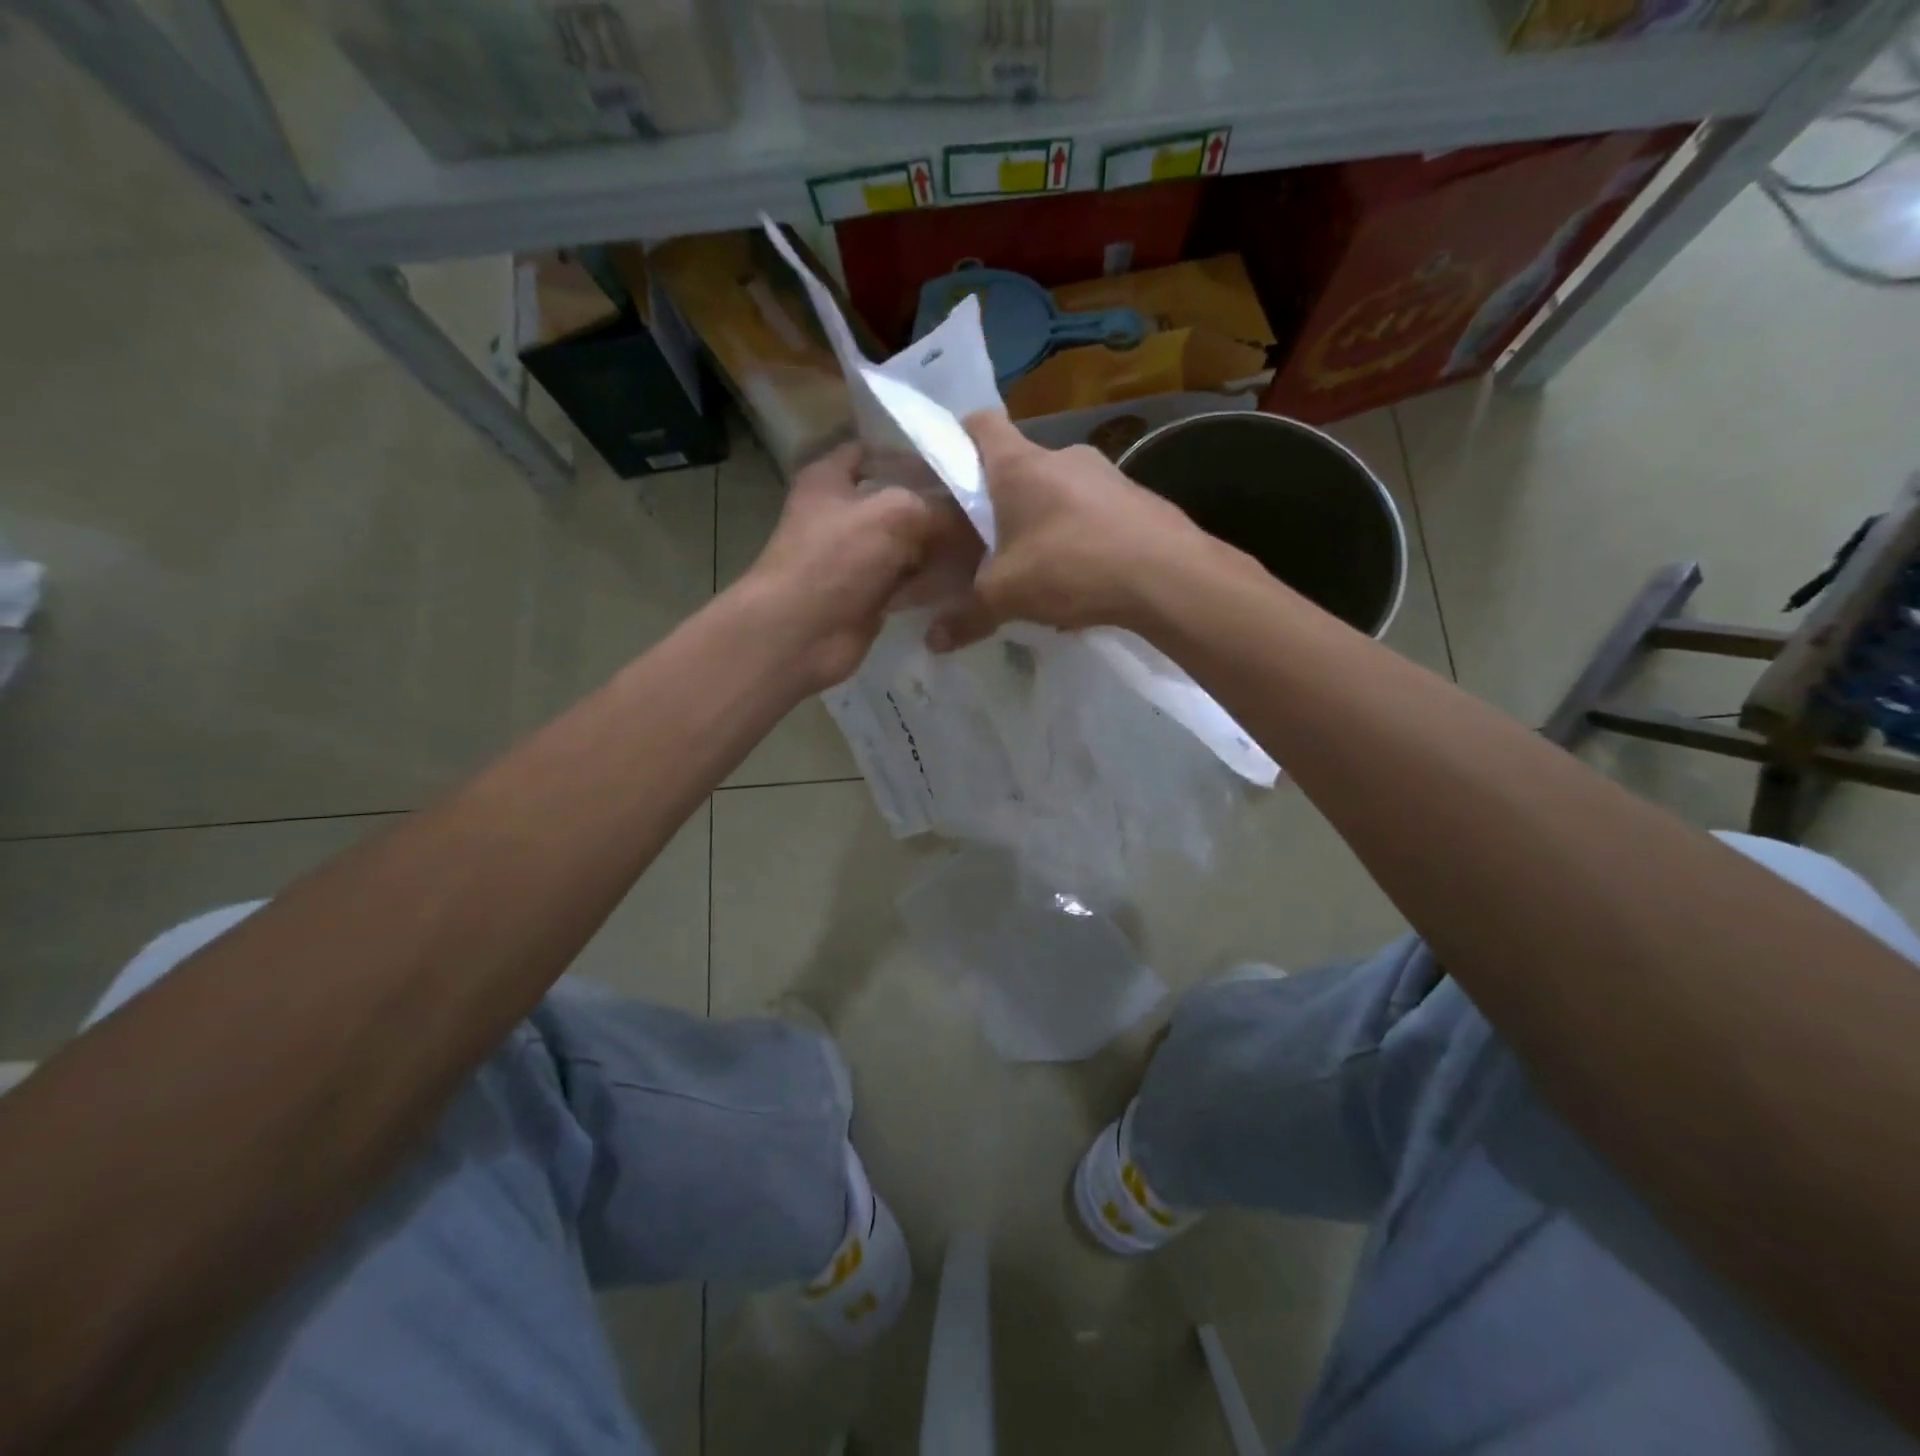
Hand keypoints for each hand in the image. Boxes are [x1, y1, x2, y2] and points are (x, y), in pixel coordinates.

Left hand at [742, 440, 969, 691]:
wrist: (799, 635)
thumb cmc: (836, 560)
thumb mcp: (896, 515)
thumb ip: (943, 509)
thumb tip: (979, 519)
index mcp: (832, 477)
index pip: (878, 448)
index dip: (918, 451)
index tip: (964, 459)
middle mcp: (844, 512)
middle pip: (903, 499)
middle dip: (942, 504)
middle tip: (992, 506)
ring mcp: (857, 556)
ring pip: (911, 543)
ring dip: (944, 546)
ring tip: (991, 542)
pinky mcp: (871, 594)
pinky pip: (912, 580)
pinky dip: (936, 579)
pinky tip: (972, 577)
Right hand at [928, 410, 1206, 650]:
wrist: (1168, 576)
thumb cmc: (1071, 567)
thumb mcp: (1006, 597)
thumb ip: (966, 616)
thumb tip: (933, 642)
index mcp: (1020, 466)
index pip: (980, 423)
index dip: (958, 437)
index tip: (948, 469)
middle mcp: (1063, 456)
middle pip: (1020, 465)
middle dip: (1002, 499)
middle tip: (989, 540)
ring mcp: (1106, 474)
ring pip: (1059, 489)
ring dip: (1044, 519)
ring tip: (1038, 565)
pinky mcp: (1137, 498)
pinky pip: (1093, 510)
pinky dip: (1079, 533)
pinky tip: (1082, 575)